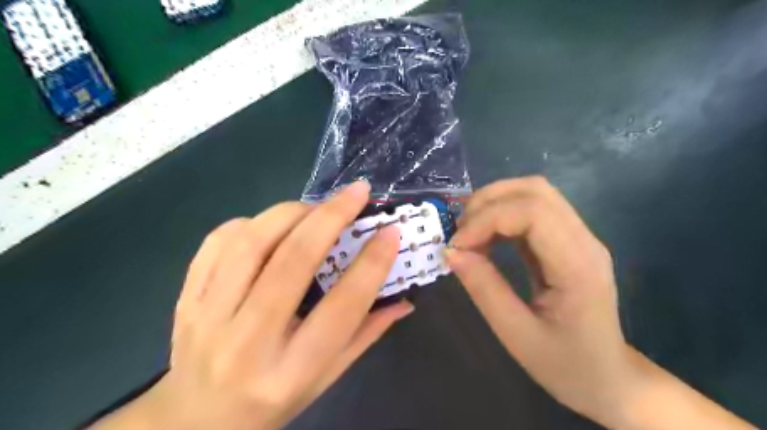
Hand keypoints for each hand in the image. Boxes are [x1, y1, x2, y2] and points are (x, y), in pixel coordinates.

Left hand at [91, 182, 413, 429]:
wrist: (195, 420)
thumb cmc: (272, 401)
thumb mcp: (327, 377)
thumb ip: (366, 334)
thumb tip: (405, 300)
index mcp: (292, 370)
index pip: (342, 306)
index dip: (371, 264)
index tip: (390, 232)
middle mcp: (248, 342)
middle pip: (293, 261)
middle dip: (331, 217)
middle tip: (357, 193)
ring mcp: (208, 317)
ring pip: (252, 243)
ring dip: (292, 213)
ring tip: (317, 207)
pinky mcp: (188, 299)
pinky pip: (217, 243)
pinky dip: (251, 222)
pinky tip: (272, 225)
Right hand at [451, 177, 753, 427]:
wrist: (608, 379)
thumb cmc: (566, 365)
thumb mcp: (517, 335)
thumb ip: (484, 288)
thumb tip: (451, 251)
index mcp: (578, 265)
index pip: (533, 212)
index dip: (487, 219)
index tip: (457, 245)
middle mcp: (583, 240)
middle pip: (534, 190)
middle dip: (487, 202)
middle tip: (459, 233)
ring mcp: (578, 236)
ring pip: (533, 193)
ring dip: (493, 204)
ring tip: (469, 233)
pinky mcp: (566, 240)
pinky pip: (532, 210)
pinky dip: (501, 215)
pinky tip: (486, 237)